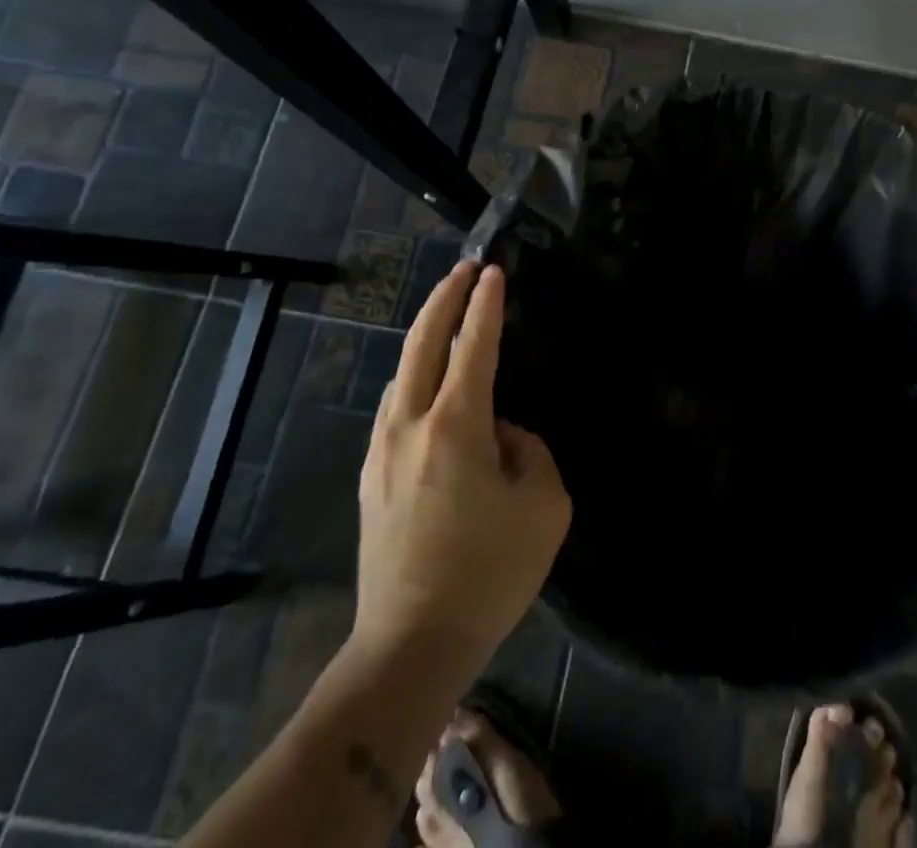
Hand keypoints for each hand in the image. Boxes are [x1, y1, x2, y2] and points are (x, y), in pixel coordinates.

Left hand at [351, 262, 570, 672]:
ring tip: (448, 317)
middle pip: (421, 344)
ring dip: (426, 335)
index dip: (485, 306)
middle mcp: (410, 427)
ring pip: (402, 373)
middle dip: (444, 299)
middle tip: (466, 270)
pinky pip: (396, 406)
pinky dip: (415, 376)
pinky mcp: (372, 479)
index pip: (473, 347)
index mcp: (455, 427)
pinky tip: (429, 383)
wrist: (411, 645)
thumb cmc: (489, 573)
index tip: (494, 271)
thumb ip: (529, 451)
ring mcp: (382, 452)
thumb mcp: (544, 506)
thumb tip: (501, 435)